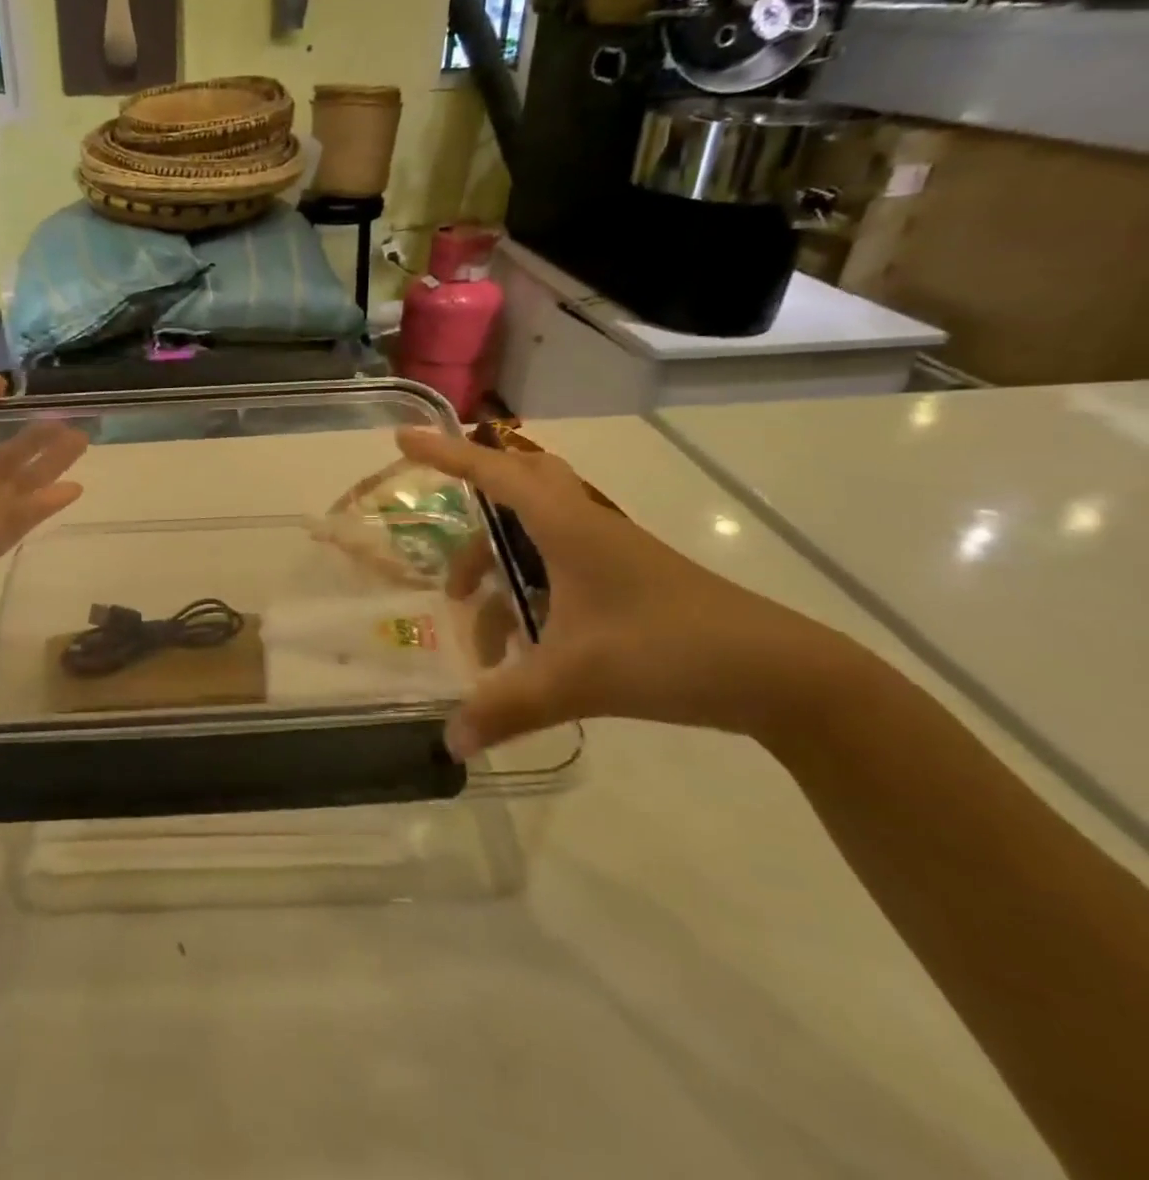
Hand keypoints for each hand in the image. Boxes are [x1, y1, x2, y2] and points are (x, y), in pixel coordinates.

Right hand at [396, 429, 866, 757]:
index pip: (492, 473)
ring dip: (499, 575)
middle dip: (473, 512)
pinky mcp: (625, 579)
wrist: (780, 674)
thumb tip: (448, 741)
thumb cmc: (667, 651)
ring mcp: (609, 552)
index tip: (403, 440)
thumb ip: (506, 707)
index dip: (444, 454)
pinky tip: (524, 650)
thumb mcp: (576, 680)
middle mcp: (583, 526)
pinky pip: (558, 567)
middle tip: (446, 546)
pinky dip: (529, 596)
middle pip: (518, 487)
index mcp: (566, 526)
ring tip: (480, 636)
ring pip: (535, 537)